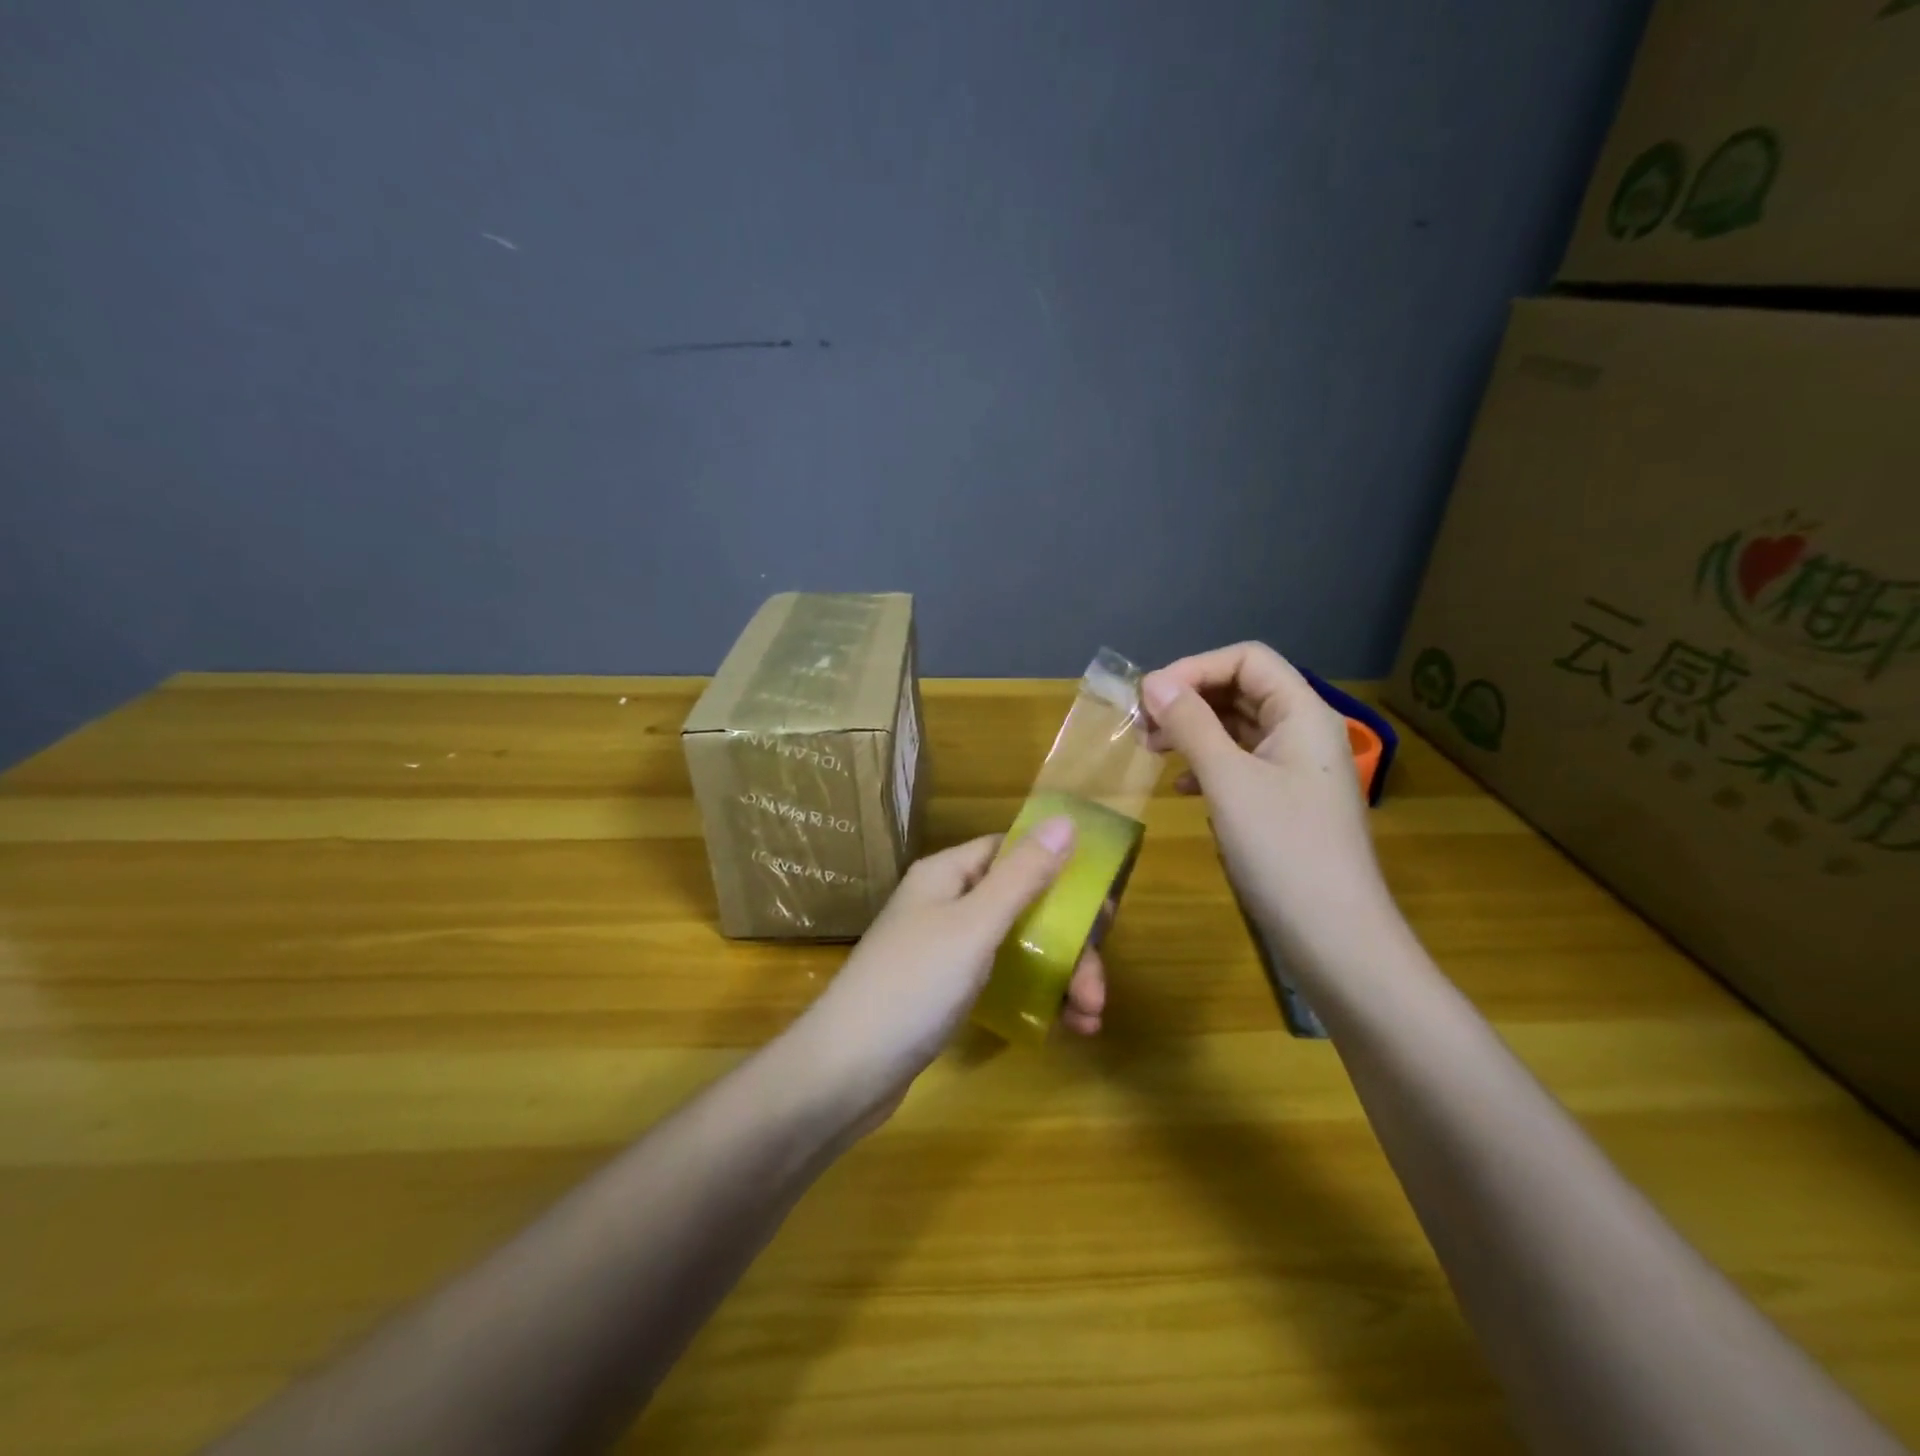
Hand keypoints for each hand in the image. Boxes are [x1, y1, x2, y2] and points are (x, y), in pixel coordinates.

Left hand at [793, 822, 1107, 1127]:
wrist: (845, 1072)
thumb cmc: (913, 986)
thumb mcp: (974, 926)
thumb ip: (1022, 876)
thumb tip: (1065, 820)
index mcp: (948, 874)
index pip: (1012, 851)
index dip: (1058, 869)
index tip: (1101, 907)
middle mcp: (946, 903)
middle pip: (1022, 904)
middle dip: (1068, 942)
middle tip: (1097, 988)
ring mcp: (945, 949)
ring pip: (1017, 945)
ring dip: (1059, 975)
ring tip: (1090, 1018)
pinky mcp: (945, 991)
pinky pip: (1002, 979)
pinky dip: (1034, 997)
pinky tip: (1063, 1027)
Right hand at [1142, 643, 1390, 964]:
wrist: (1335, 938)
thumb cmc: (1283, 849)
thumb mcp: (1228, 780)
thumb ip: (1191, 724)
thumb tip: (1154, 682)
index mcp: (1302, 714)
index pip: (1247, 659)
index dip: (1195, 668)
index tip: (1149, 697)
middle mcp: (1304, 733)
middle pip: (1242, 690)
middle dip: (1189, 700)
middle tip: (1141, 725)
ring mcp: (1296, 771)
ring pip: (1238, 729)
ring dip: (1193, 732)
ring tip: (1151, 752)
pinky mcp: (1286, 804)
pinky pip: (1241, 765)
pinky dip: (1208, 766)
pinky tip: (1183, 789)